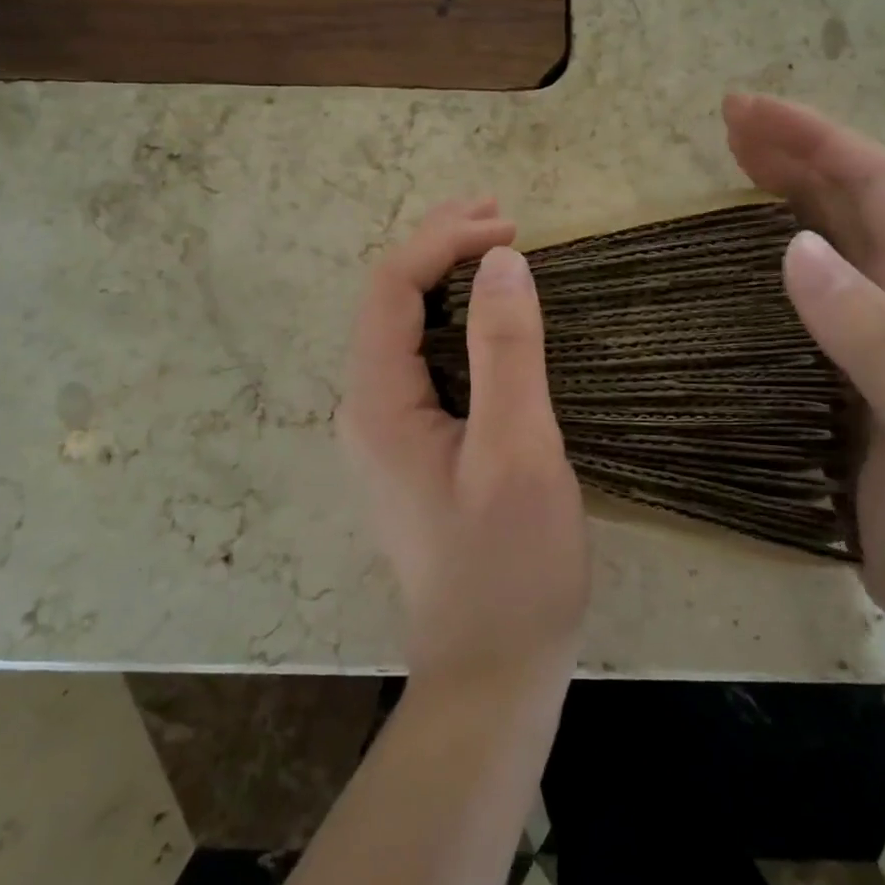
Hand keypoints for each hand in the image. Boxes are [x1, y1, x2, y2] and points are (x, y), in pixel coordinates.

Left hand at [338, 198, 589, 698]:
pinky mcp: (414, 447)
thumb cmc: (510, 564)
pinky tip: (490, 315)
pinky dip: (456, 319)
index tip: (509, 227)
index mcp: (377, 403)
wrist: (493, 669)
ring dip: (448, 278)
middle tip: (501, 215)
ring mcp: (387, 430)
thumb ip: (506, 351)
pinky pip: (424, 359)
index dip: (444, 242)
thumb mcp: (518, 451)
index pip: (393, 288)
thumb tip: (503, 261)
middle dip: (440, 247)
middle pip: (390, 300)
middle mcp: (366, 408)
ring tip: (498, 247)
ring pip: (405, 328)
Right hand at [723, 93, 884, 646]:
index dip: (814, 136)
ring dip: (782, 188)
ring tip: (729, 162)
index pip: (874, 183)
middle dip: (792, 147)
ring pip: (827, 234)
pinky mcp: (841, 365)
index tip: (747, 112)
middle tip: (727, 120)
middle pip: (848, 196)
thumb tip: (794, 247)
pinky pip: (804, 286)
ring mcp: (872, 332)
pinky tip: (739, 257)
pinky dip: (769, 249)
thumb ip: (873, 336)